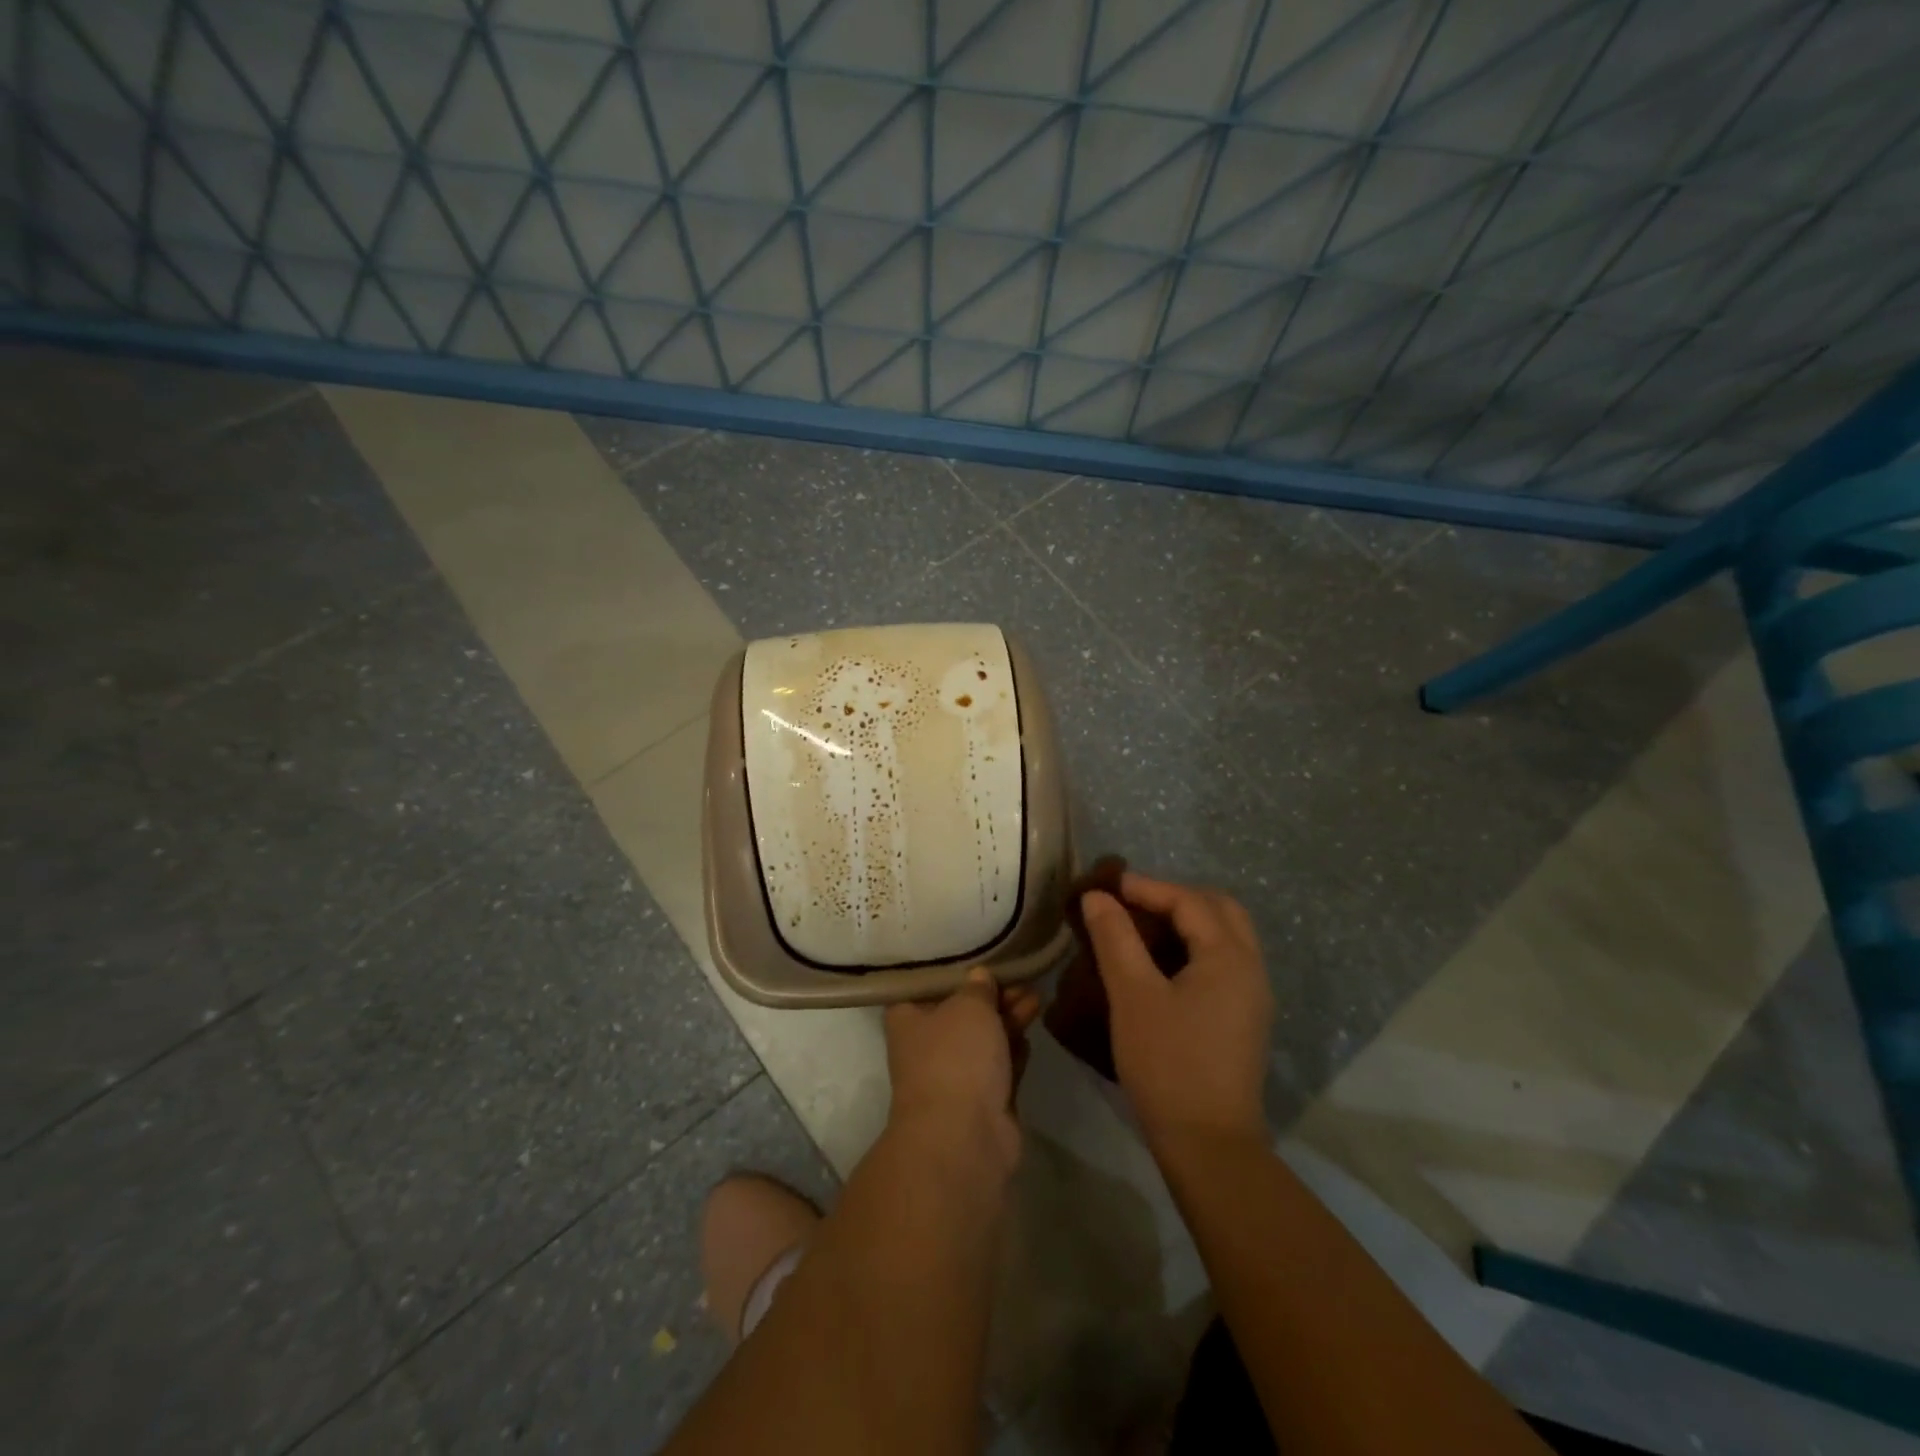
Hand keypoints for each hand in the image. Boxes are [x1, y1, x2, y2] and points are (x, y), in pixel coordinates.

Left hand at [884, 968, 1041, 1170]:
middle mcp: (927, 1045)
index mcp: (908, 1018)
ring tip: (1036, 998)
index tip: (980, 953)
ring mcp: (955, 1076)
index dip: (954, 969)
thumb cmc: (955, 1057)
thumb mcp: (969, 1006)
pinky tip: (1030, 1032)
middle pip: (962, 1011)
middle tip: (1022, 979)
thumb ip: (978, 987)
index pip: (927, 985)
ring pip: (985, 1038)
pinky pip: (1000, 1066)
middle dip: (993, 995)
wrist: (965, 1137)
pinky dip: (1014, 1050)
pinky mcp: (983, 1100)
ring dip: (1009, 1018)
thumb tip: (980, 976)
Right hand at [1081, 873, 1273, 1153]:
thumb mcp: (1133, 996)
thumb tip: (1098, 897)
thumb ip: (1115, 939)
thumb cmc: (1168, 1063)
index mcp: (1229, 956)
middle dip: (1175, 896)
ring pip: (1225, 936)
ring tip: (1141, 927)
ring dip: (1186, 921)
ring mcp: (1252, 996)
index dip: (1147, 887)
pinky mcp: (1243, 1019)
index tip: (1107, 887)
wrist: (1208, 1145)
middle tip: (1132, 902)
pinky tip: (1161, 964)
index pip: (1189, 900)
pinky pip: (1222, 962)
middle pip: (1219, 909)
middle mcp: (1250, 968)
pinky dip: (1193, 946)